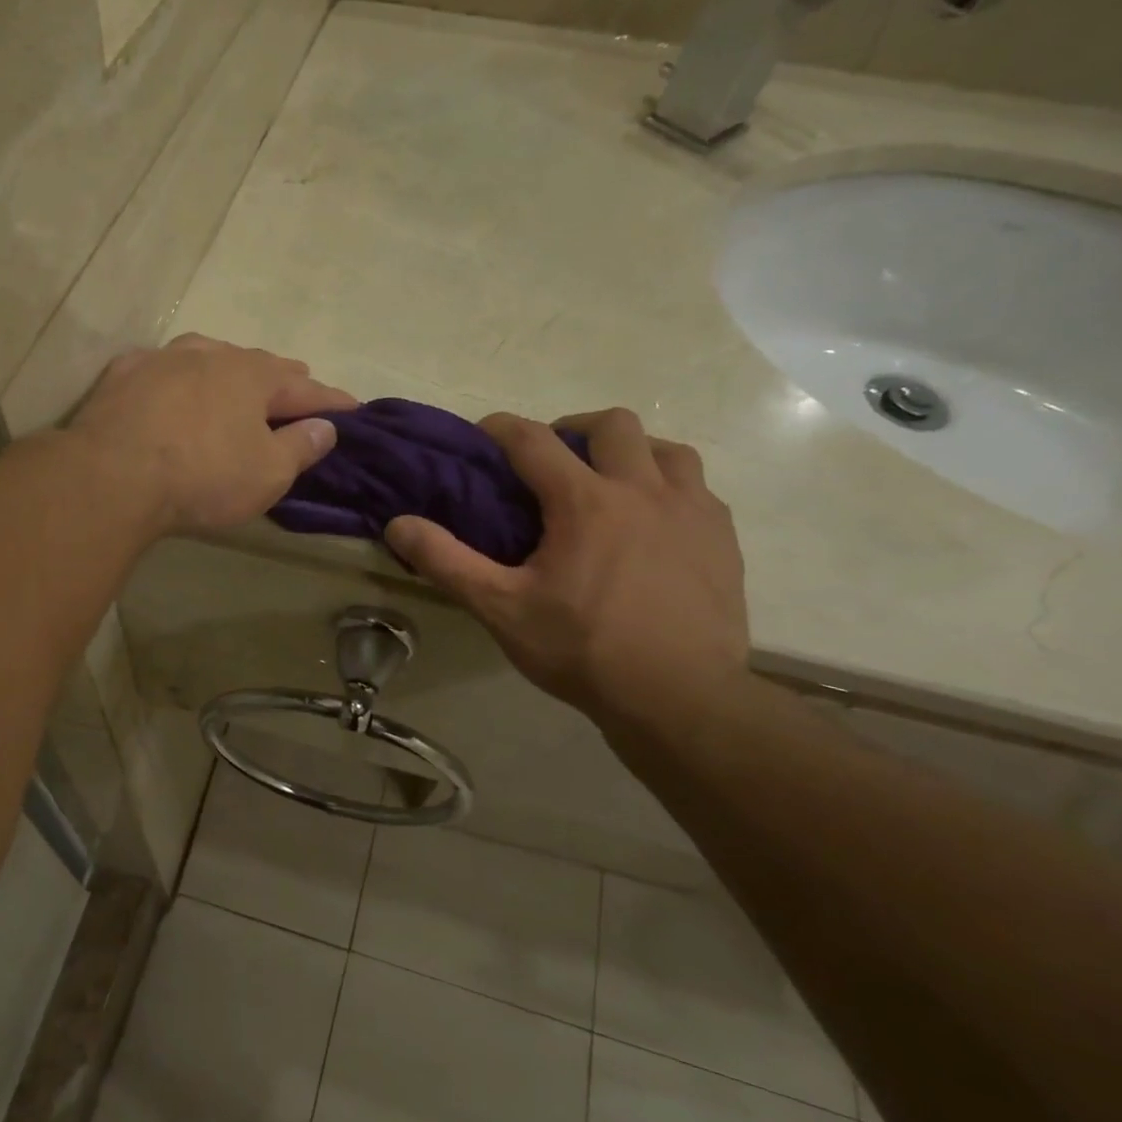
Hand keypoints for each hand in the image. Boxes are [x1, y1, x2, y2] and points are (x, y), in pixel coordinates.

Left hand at [71, 334, 356, 534]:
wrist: (113, 475)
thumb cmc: (203, 477)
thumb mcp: (267, 474)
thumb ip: (300, 447)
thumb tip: (325, 427)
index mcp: (254, 377)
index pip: (306, 387)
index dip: (332, 401)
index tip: (354, 408)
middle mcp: (212, 355)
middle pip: (258, 364)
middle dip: (284, 377)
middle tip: (300, 384)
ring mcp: (164, 359)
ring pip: (208, 355)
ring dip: (230, 368)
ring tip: (239, 377)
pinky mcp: (124, 374)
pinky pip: (164, 368)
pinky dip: (180, 376)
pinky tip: (174, 383)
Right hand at [385, 409, 749, 732]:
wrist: (678, 697)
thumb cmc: (582, 650)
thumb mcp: (501, 609)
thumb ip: (447, 562)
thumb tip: (398, 524)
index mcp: (585, 502)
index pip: (534, 440)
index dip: (503, 428)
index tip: (484, 433)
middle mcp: (643, 490)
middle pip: (611, 425)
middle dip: (574, 428)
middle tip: (553, 462)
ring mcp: (693, 510)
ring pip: (666, 449)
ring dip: (631, 453)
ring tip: (609, 485)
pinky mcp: (722, 538)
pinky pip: (698, 488)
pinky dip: (668, 488)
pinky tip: (654, 524)